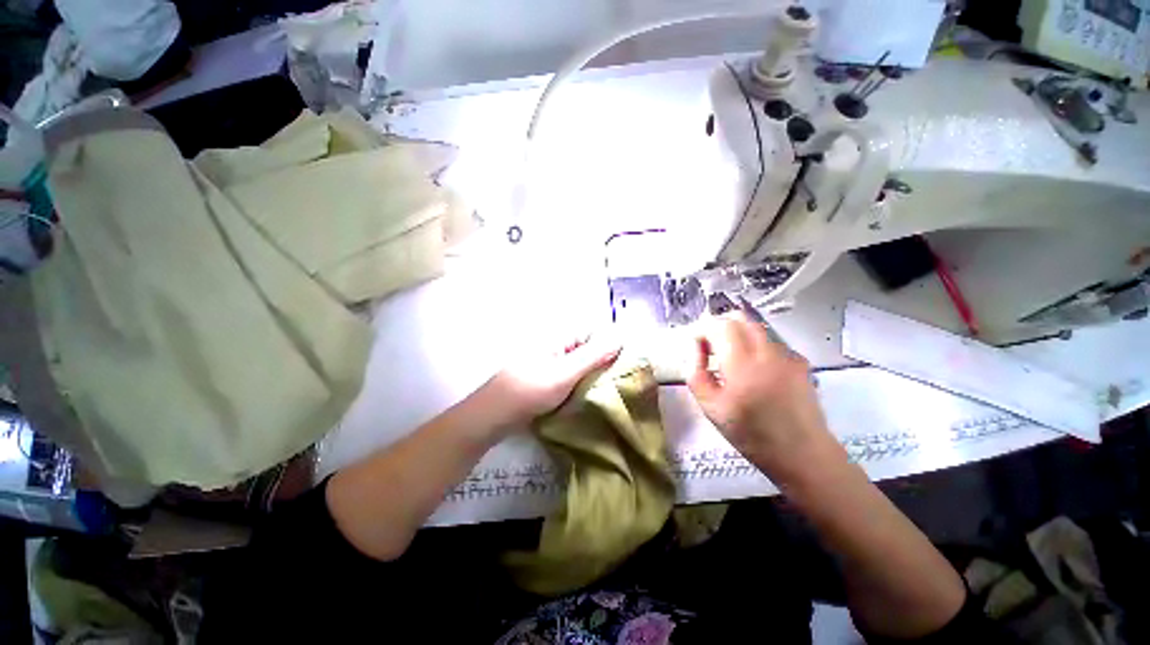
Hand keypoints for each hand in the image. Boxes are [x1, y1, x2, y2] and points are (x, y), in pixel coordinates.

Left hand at [483, 335, 621, 429]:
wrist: (493, 417)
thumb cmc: (529, 391)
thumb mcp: (564, 374)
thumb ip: (593, 356)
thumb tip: (620, 337)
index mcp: (559, 338)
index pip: (594, 334)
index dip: (611, 346)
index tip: (627, 365)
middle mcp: (557, 347)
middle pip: (589, 350)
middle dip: (605, 363)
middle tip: (622, 382)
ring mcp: (552, 364)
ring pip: (581, 365)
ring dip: (594, 376)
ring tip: (611, 391)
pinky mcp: (548, 380)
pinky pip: (572, 377)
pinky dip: (582, 384)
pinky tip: (591, 397)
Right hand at [687, 312, 843, 482]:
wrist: (803, 455)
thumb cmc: (751, 434)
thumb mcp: (710, 407)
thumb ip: (695, 372)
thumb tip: (695, 348)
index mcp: (742, 365)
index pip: (719, 325)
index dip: (702, 329)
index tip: (695, 345)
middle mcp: (767, 352)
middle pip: (739, 318)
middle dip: (719, 326)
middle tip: (709, 348)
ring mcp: (787, 355)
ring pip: (755, 328)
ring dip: (736, 335)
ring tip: (730, 361)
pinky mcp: (799, 361)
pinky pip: (769, 342)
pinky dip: (754, 346)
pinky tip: (754, 371)